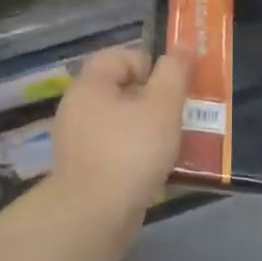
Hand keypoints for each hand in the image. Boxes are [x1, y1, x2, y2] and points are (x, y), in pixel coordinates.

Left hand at [46, 45, 191, 219]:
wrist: (95, 214)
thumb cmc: (131, 151)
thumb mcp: (163, 105)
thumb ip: (174, 72)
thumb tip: (183, 46)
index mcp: (90, 85)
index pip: (119, 55)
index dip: (150, 63)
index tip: (173, 86)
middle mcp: (78, 108)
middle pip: (122, 88)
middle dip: (155, 98)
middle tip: (180, 114)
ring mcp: (78, 141)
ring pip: (121, 120)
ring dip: (150, 126)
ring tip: (174, 142)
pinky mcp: (85, 169)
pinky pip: (116, 148)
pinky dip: (137, 152)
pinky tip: (156, 166)